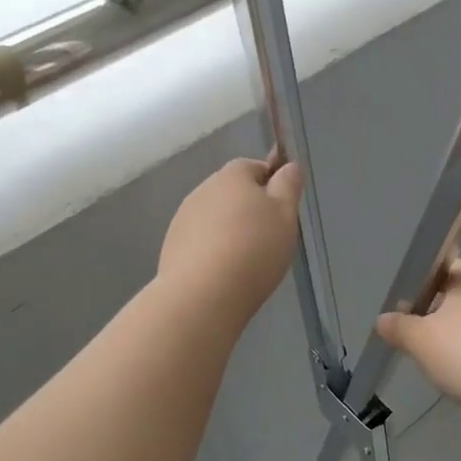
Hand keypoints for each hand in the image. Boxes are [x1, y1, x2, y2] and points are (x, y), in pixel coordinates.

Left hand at [157, 158, 302, 331]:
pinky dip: (212, 251)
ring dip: (229, 231)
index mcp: (232, 175)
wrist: (203, 294)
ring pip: (215, 218)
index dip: (271, 186)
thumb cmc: (254, 249)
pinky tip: (223, 274)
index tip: (282, 212)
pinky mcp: (172, 247)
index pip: (255, 167)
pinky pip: (200, 242)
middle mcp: (203, 190)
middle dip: (249, 210)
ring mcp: (183, 218)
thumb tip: (288, 166)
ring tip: (246, 261)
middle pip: (232, 193)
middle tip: (268, 239)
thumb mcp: (285, 215)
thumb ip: (288, 186)